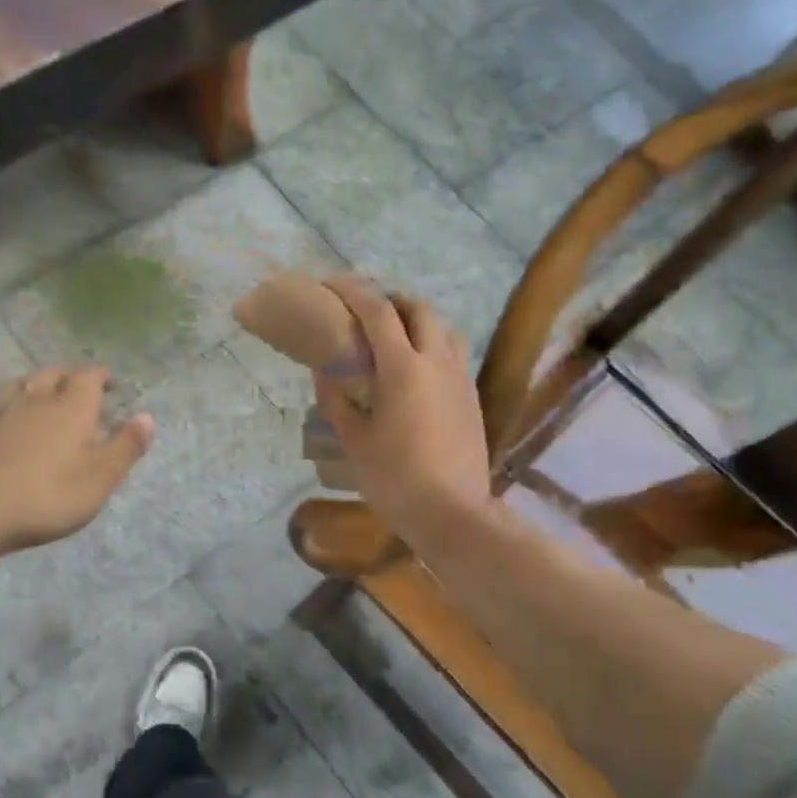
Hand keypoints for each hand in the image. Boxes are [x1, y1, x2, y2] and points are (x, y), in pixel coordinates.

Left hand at [0, 367, 153, 554]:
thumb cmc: (49, 495)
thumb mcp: (101, 478)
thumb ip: (126, 446)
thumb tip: (147, 417)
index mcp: (71, 408)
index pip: (88, 378)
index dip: (100, 376)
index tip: (109, 381)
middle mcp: (35, 401)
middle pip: (50, 375)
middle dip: (65, 377)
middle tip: (75, 387)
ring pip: (15, 387)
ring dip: (29, 385)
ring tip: (36, 394)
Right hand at [314, 278, 492, 548]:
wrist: (452, 513)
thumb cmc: (395, 479)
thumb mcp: (355, 440)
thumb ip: (337, 401)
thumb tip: (324, 372)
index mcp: (403, 368)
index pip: (377, 311)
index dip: (352, 290)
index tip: (330, 284)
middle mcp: (437, 362)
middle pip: (417, 308)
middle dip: (389, 299)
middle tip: (363, 311)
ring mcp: (460, 378)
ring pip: (443, 328)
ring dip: (416, 320)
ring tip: (392, 337)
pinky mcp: (472, 397)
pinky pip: (453, 353)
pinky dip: (432, 345)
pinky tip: (416, 371)